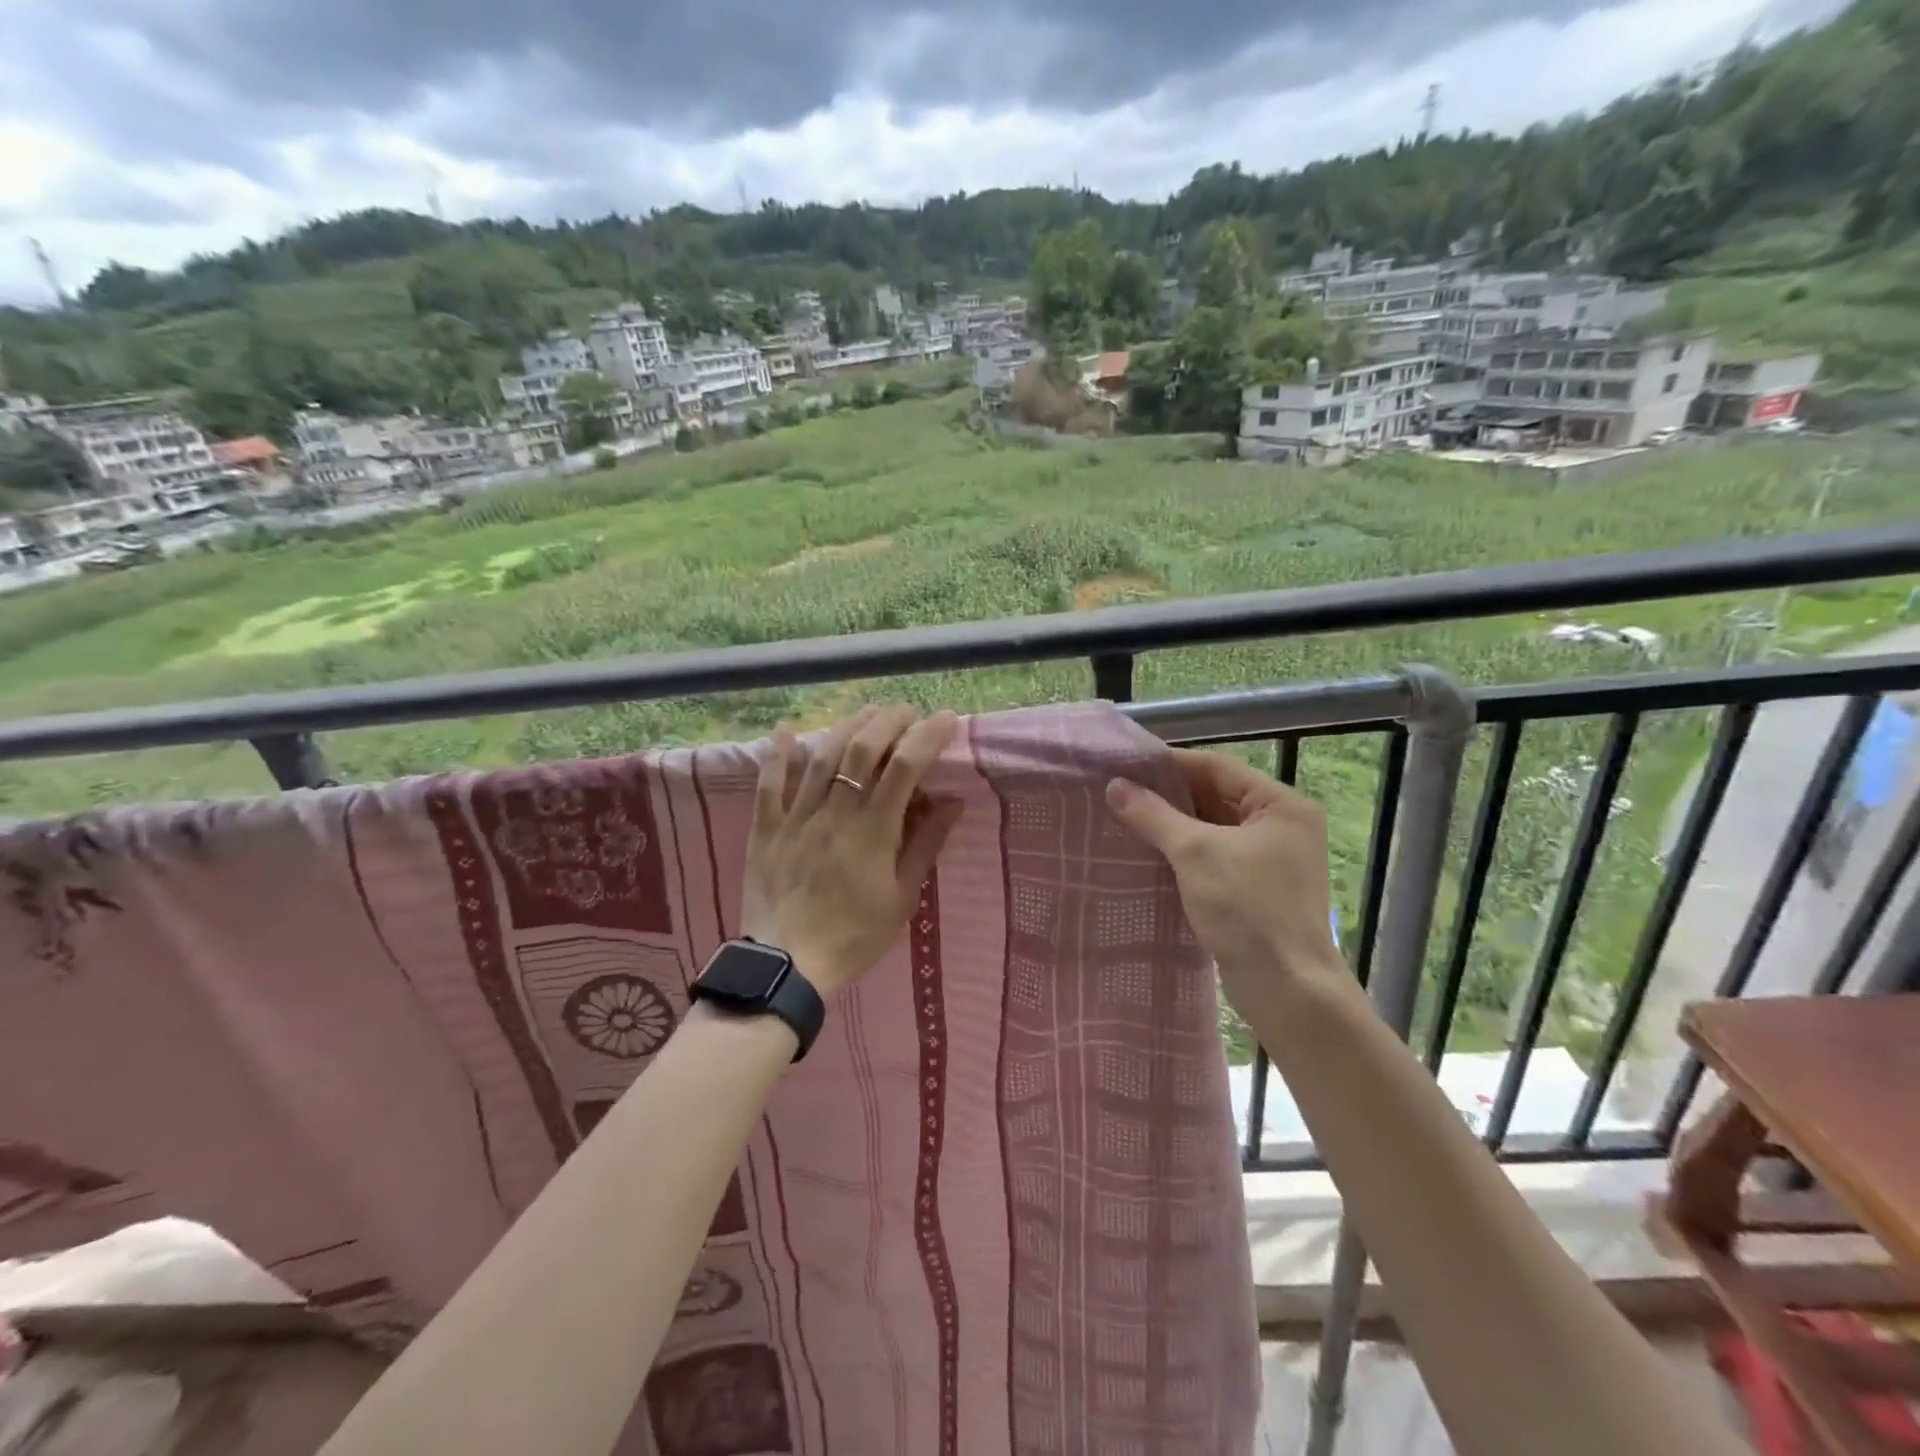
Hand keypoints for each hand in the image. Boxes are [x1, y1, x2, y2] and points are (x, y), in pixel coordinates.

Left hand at [741, 705, 963, 998]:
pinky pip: (769, 783)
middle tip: (908, 712)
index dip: (927, 736)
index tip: (946, 719)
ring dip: (848, 725)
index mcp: (873, 832)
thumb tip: (952, 802)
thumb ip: (926, 846)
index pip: (904, 767)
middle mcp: (835, 813)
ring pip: (821, 756)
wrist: (787, 967)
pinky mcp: (766, 828)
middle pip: (862, 749)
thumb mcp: (902, 898)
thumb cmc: (854, 936)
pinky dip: (778, 752)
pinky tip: (787, 728)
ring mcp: (797, 817)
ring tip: (869, 712)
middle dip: (889, 720)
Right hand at [1106, 750, 1343, 1003]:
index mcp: (1282, 806)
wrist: (1286, 989)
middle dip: (1168, 795)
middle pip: (1216, 796)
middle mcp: (1282, 826)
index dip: (1171, 763)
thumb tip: (1115, 786)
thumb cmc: (1247, 908)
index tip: (1127, 763)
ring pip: (1212, 829)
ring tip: (1123, 818)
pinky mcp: (1256, 890)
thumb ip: (1154, 815)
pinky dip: (1182, 853)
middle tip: (1119, 791)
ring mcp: (1271, 860)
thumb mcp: (1195, 852)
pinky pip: (1213, 857)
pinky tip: (1147, 854)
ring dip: (1172, 825)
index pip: (1218, 768)